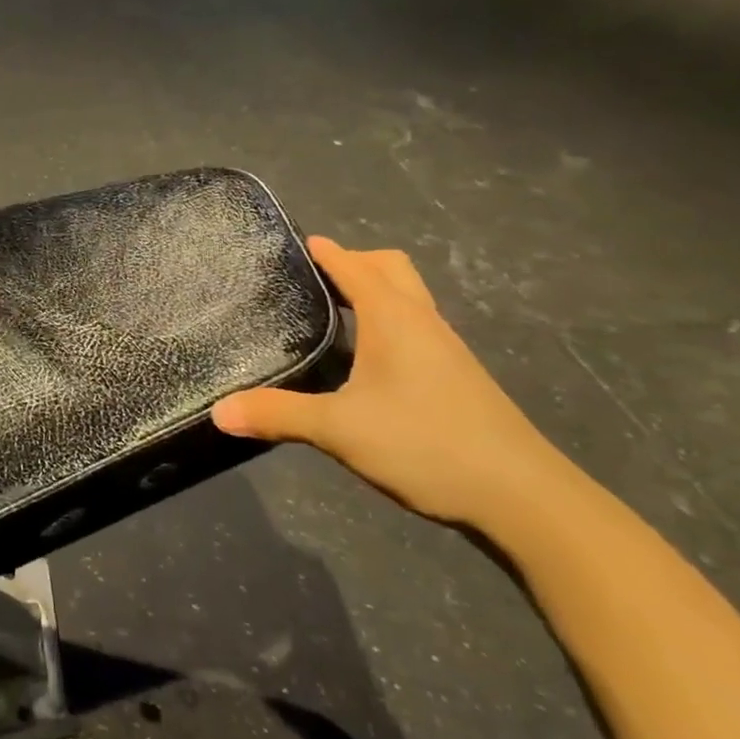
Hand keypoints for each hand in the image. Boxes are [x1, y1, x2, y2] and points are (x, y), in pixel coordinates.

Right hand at [211, 238, 576, 529]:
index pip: (355, 266)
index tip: (297, 242)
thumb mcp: (339, 429)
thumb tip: (218, 411)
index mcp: (394, 318)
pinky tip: (371, 359)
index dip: (326, 251)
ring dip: (376, 291)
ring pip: (409, 298)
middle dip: (355, 262)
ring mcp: (447, 350)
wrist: (522, 496)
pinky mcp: (458, 377)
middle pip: (392, 269)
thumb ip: (277, 414)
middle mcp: (423, 322)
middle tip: (316, 277)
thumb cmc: (426, 443)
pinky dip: (390, 321)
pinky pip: (417, 327)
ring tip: (336, 312)